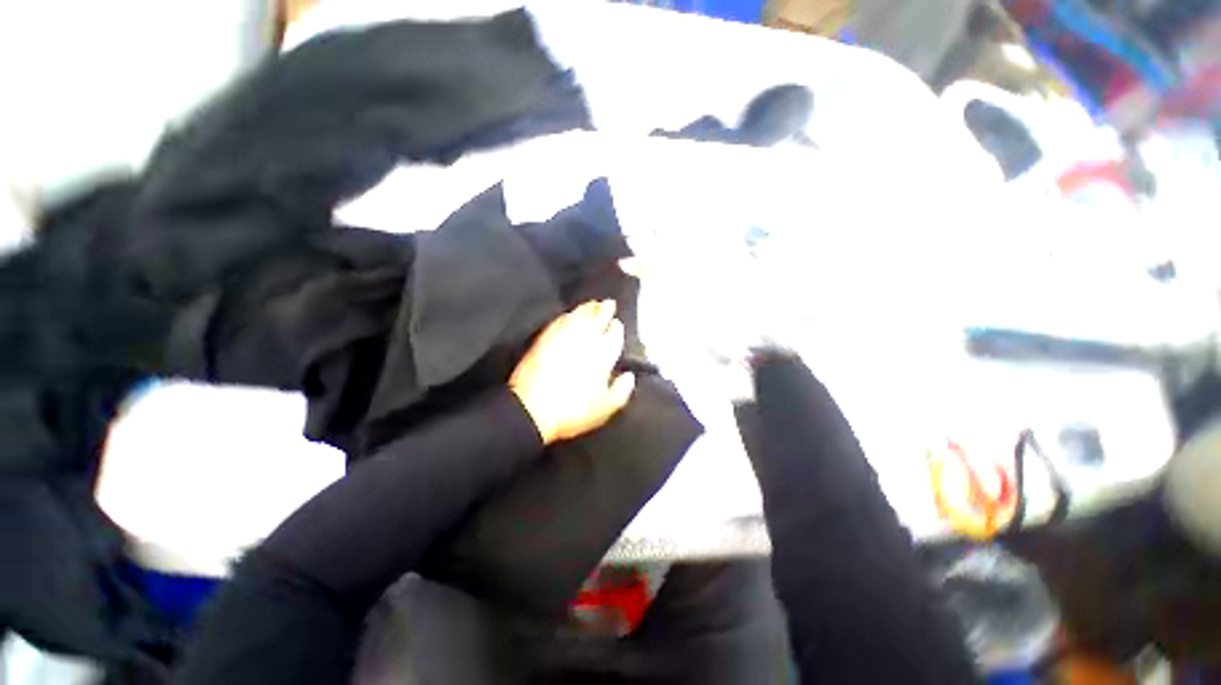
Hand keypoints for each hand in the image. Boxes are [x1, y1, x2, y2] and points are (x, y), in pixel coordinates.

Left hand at [509, 300, 635, 444]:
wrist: (533, 409)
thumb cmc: (574, 411)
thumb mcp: (605, 408)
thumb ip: (621, 391)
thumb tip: (629, 376)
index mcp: (602, 356)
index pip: (613, 335)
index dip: (616, 328)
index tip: (617, 323)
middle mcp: (585, 341)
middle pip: (597, 319)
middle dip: (604, 310)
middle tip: (609, 303)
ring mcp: (564, 337)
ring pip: (579, 316)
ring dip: (587, 308)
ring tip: (593, 304)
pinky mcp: (545, 338)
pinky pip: (560, 320)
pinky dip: (568, 315)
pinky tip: (569, 314)